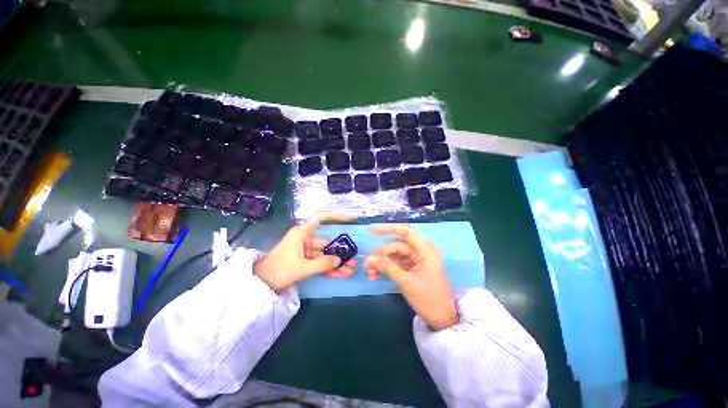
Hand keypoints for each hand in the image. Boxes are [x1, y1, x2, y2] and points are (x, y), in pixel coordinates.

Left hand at [254, 214, 355, 291]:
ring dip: (335, 263)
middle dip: (338, 252)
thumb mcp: (302, 267)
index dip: (331, 216)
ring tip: (350, 269)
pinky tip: (340, 274)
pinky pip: (319, 264)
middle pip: (325, 243)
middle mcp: (305, 240)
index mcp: (302, 234)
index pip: (318, 220)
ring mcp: (305, 252)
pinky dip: (328, 269)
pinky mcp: (304, 262)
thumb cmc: (280, 269)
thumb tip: (340, 260)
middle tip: (352, 259)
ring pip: (323, 255)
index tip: (346, 217)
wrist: (260, 285)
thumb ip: (323, 264)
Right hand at [364, 224, 457, 330]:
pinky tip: (375, 275)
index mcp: (425, 250)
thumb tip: (369, 258)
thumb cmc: (429, 299)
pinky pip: (396, 264)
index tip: (371, 230)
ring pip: (395, 255)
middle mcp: (421, 251)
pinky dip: (386, 268)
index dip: (388, 228)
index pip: (406, 231)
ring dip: (382, 262)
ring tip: (369, 272)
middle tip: (367, 264)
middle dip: (381, 253)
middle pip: (397, 245)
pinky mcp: (412, 269)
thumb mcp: (406, 281)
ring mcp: (416, 260)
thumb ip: (387, 267)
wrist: (442, 319)